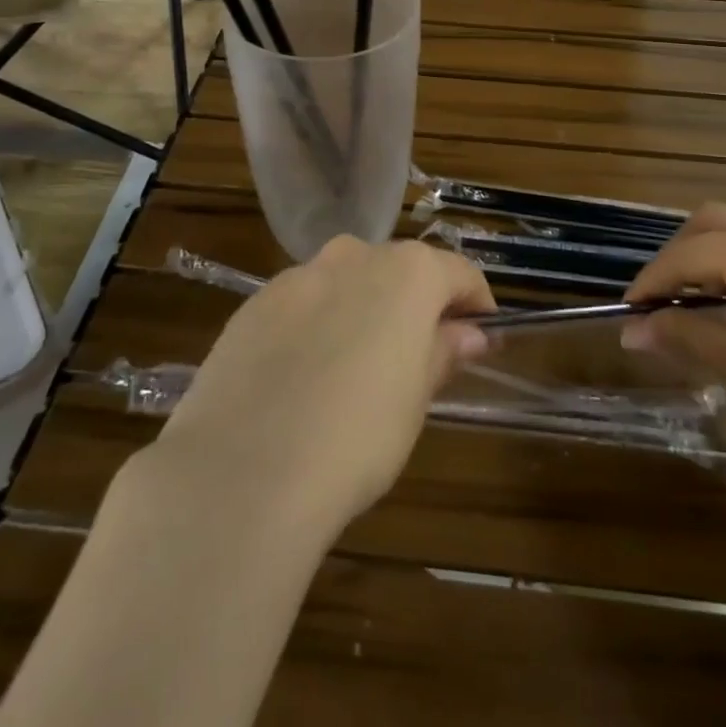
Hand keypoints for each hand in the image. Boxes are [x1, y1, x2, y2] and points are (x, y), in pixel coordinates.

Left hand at [145, 237, 495, 539]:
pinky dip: (315, 325)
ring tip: (355, 368)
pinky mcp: (253, 304)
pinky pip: (302, 304)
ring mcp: (297, 276)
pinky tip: (303, 377)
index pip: (458, 273)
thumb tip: (468, 333)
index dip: (475, 304)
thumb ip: (442, 352)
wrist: (244, 470)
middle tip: (418, 355)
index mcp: (406, 272)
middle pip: (399, 269)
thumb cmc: (357, 436)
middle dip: (415, 303)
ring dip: (361, 310)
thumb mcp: (416, 399)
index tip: (481, 336)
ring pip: (345, 282)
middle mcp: (353, 256)